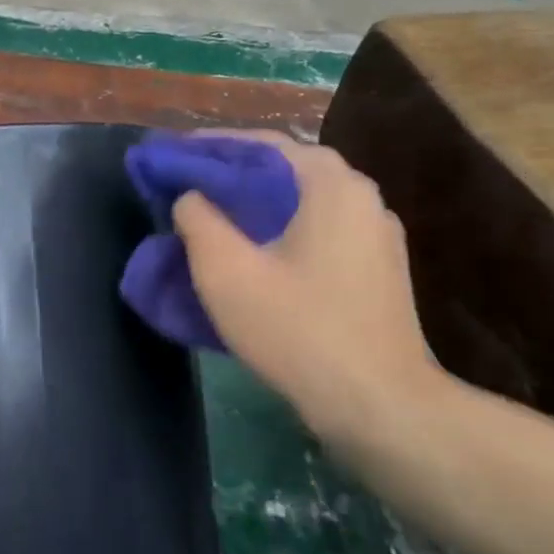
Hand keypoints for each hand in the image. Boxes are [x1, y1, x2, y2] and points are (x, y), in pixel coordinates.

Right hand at [172, 134, 446, 453]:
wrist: (383, 409)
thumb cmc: (299, 330)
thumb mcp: (226, 272)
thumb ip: (197, 219)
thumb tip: (191, 196)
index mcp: (330, 183)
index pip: (260, 144)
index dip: (208, 147)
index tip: (170, 157)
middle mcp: (361, 195)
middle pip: (282, 169)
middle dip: (230, 174)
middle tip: (186, 187)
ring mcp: (376, 233)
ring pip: (301, 201)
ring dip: (255, 203)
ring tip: (212, 217)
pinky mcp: (378, 268)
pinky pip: (318, 229)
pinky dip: (281, 228)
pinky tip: (255, 252)